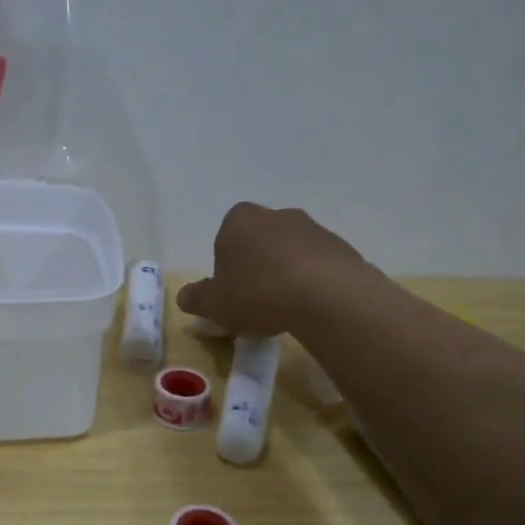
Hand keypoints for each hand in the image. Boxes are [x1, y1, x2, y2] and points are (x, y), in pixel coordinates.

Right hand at [177, 202, 371, 336]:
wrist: (327, 295)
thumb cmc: (259, 293)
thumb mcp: (216, 304)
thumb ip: (197, 299)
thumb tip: (184, 297)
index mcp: (238, 219)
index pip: (225, 241)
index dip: (226, 270)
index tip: (232, 296)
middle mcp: (275, 214)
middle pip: (259, 243)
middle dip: (257, 268)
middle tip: (257, 303)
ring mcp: (311, 227)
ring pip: (290, 253)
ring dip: (286, 275)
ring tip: (287, 310)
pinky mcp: (340, 246)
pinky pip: (318, 265)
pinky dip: (313, 282)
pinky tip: (312, 307)